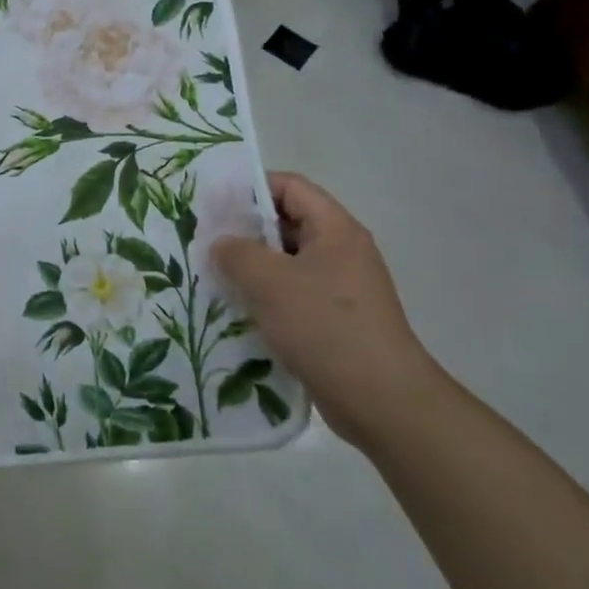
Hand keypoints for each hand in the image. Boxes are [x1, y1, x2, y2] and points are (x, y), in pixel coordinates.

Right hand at [212, 172, 445, 449]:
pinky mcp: (335, 321)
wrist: (382, 401)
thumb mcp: (270, 282)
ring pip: (287, 264)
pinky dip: (266, 298)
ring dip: (252, 269)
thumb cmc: (326, 327)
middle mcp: (341, 251)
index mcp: (335, 229)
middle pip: (287, 224)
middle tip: (206, 242)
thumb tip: (222, 243)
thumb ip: (237, 253)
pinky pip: (293, 296)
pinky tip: (237, 312)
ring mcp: (341, 288)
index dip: (251, 188)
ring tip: (213, 277)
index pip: (290, 187)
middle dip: (245, 231)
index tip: (214, 204)